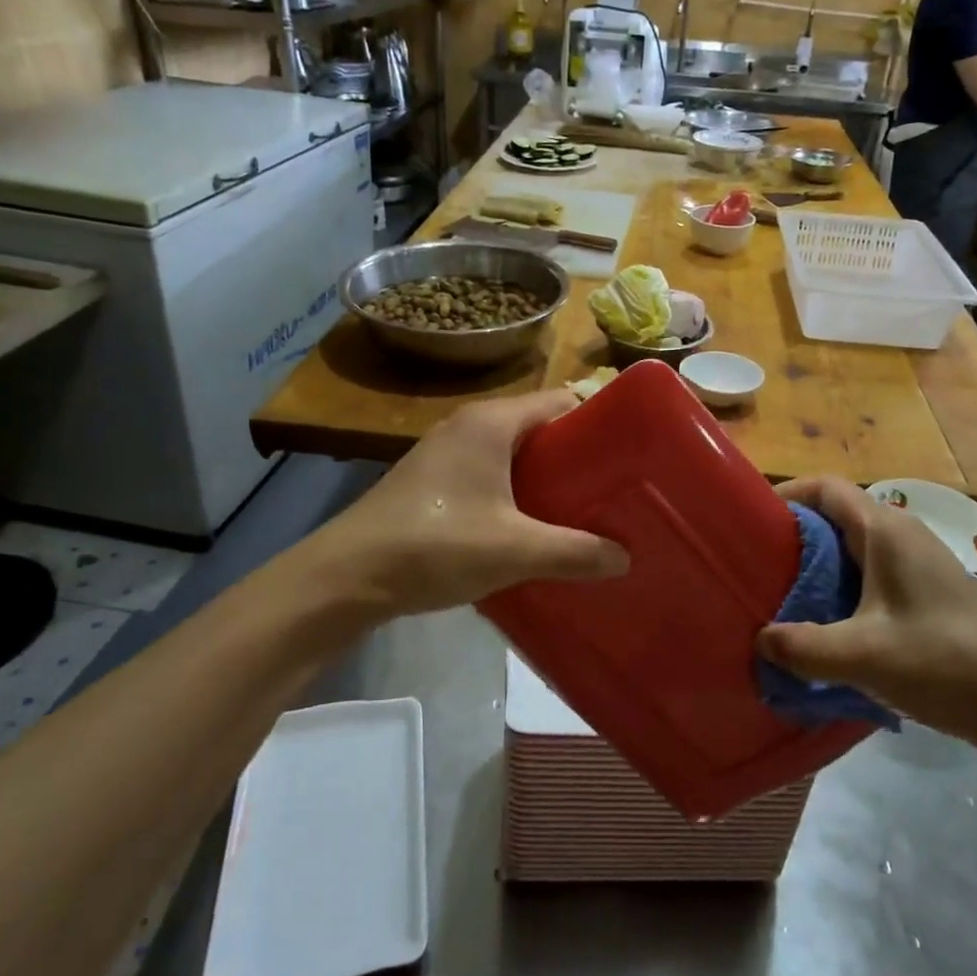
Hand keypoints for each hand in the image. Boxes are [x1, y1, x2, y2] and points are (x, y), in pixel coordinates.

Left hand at [312, 390, 628, 620]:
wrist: (348, 575)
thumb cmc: (437, 545)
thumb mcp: (516, 551)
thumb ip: (575, 552)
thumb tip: (626, 558)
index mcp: (492, 422)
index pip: (561, 401)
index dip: (597, 423)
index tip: (628, 455)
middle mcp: (469, 425)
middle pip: (539, 428)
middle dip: (575, 457)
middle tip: (610, 491)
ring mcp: (445, 452)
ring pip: (512, 454)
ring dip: (544, 479)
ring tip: (579, 513)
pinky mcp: (432, 481)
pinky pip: (489, 474)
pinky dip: (515, 493)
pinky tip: (529, 529)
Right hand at [757, 477, 976, 751]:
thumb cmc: (945, 661)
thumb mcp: (863, 655)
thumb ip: (803, 646)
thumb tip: (760, 639)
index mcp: (885, 531)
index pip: (826, 487)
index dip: (787, 493)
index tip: (751, 520)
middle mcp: (903, 536)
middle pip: (837, 517)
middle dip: (794, 537)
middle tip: (758, 567)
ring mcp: (920, 565)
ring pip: (855, 550)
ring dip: (818, 568)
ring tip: (783, 599)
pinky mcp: (930, 595)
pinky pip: (872, 577)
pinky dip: (842, 590)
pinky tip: (829, 628)